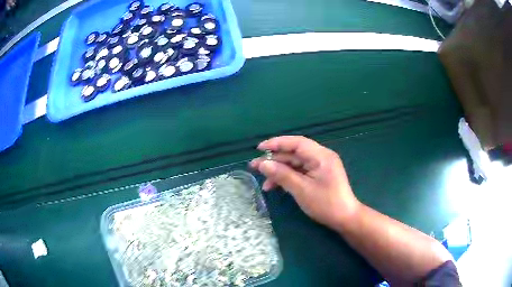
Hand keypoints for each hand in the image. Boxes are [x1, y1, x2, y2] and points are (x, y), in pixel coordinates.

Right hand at [250, 136, 360, 226]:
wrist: (345, 218)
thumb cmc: (326, 203)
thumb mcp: (301, 190)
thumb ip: (282, 175)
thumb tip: (262, 164)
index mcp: (321, 156)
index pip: (296, 143)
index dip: (277, 143)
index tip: (259, 149)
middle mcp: (321, 157)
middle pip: (294, 153)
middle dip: (274, 160)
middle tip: (254, 166)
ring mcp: (320, 167)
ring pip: (295, 164)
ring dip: (279, 172)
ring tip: (264, 183)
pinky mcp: (318, 176)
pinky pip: (300, 172)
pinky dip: (288, 178)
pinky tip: (276, 187)